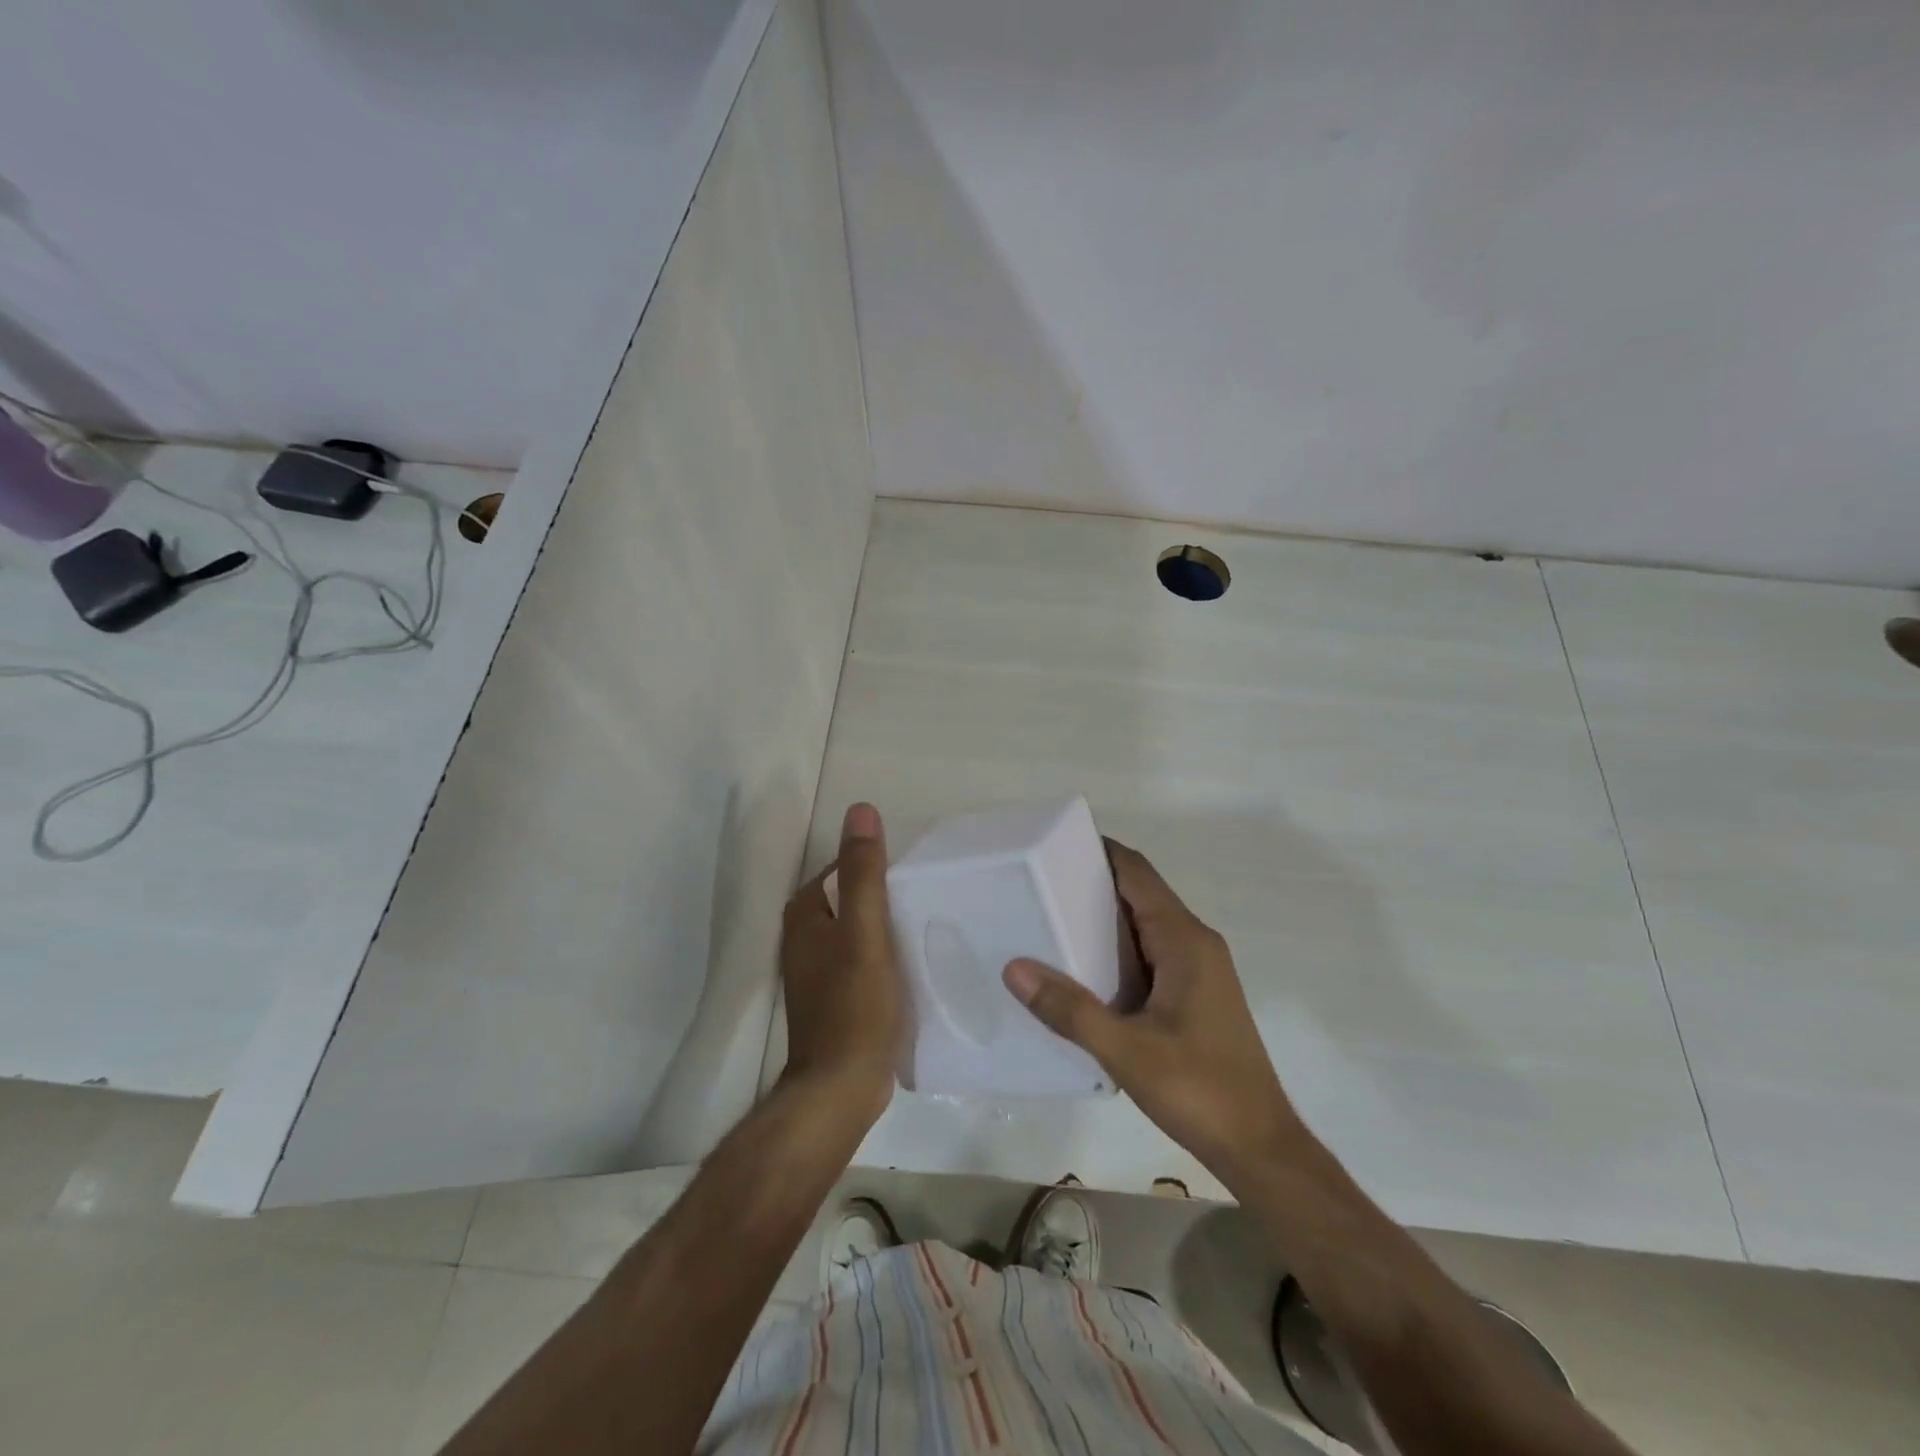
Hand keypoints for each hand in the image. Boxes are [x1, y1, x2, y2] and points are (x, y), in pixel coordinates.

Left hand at [777, 802, 903, 1128]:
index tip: (915, 874)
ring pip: (858, 930)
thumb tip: (859, 810)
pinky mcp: (835, 998)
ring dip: (887, 924)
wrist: (841, 1088)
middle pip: (850, 898)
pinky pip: (862, 958)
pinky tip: (912, 962)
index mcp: (805, 915)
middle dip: (885, 894)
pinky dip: (884, 953)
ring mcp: (818, 971)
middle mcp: (804, 938)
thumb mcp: (865, 930)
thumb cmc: (855, 1004)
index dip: (877, 865)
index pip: (842, 868)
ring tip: (927, 925)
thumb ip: (863, 872)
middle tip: (928, 898)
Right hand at [1003, 840, 1299, 1179]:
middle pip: (1140, 893)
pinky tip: (1084, 969)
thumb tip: (1014, 967)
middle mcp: (1195, 942)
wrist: (1260, 1146)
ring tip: (1049, 919)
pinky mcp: (1197, 992)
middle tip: (1038, 883)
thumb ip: (1069, 1009)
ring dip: (1104, 918)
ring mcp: (1200, 968)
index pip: (1138, 873)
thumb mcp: (1126, 1051)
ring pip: (1146, 924)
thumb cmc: (1199, 1089)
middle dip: (1093, 883)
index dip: (1101, 851)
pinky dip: (1119, 948)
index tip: (1055, 843)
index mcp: (1184, 940)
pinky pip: (1152, 951)